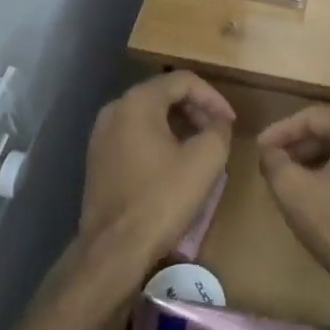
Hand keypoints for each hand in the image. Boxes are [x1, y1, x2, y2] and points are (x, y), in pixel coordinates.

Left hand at [81, 72, 234, 280]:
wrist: (113, 249)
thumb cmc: (161, 199)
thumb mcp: (205, 160)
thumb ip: (218, 130)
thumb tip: (218, 124)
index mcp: (137, 103)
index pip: (183, 80)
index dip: (213, 97)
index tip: (231, 121)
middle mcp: (114, 110)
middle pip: (163, 94)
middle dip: (196, 109)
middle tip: (219, 131)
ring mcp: (101, 135)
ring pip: (149, 115)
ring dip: (179, 124)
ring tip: (202, 145)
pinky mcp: (98, 159)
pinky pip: (135, 135)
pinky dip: (160, 139)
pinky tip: (176, 162)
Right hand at [256, 106, 329, 308]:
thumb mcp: (293, 190)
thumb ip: (274, 162)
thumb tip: (268, 151)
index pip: (312, 118)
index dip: (281, 131)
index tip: (259, 148)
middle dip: (298, 147)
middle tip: (272, 164)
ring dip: (315, 163)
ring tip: (289, 181)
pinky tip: (317, 197)